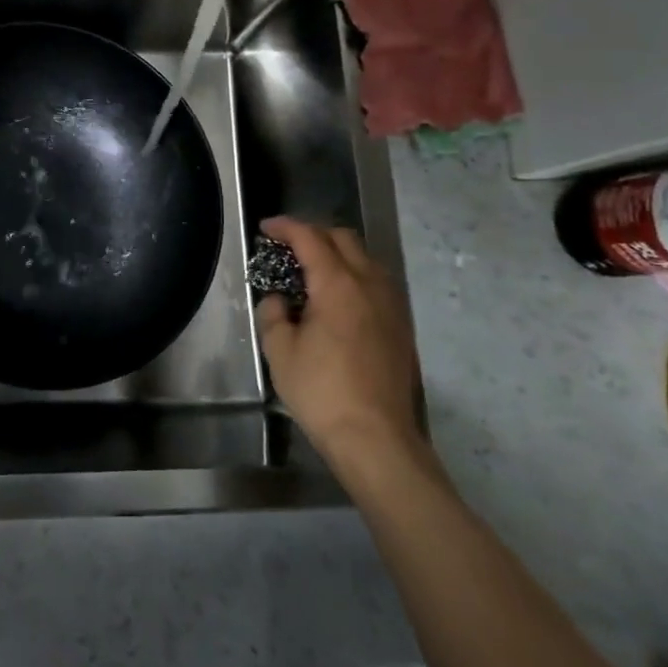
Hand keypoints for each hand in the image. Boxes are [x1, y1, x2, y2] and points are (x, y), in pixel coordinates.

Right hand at [258, 217, 431, 484]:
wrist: (377, 439)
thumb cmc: (322, 391)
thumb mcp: (280, 351)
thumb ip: (273, 314)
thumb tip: (278, 299)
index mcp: (337, 284)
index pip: (310, 238)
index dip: (285, 227)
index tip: (266, 228)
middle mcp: (370, 285)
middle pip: (343, 239)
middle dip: (313, 234)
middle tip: (287, 247)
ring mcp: (391, 305)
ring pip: (365, 259)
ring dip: (337, 254)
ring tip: (312, 271)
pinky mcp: (401, 327)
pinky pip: (376, 282)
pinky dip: (354, 275)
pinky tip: (337, 299)